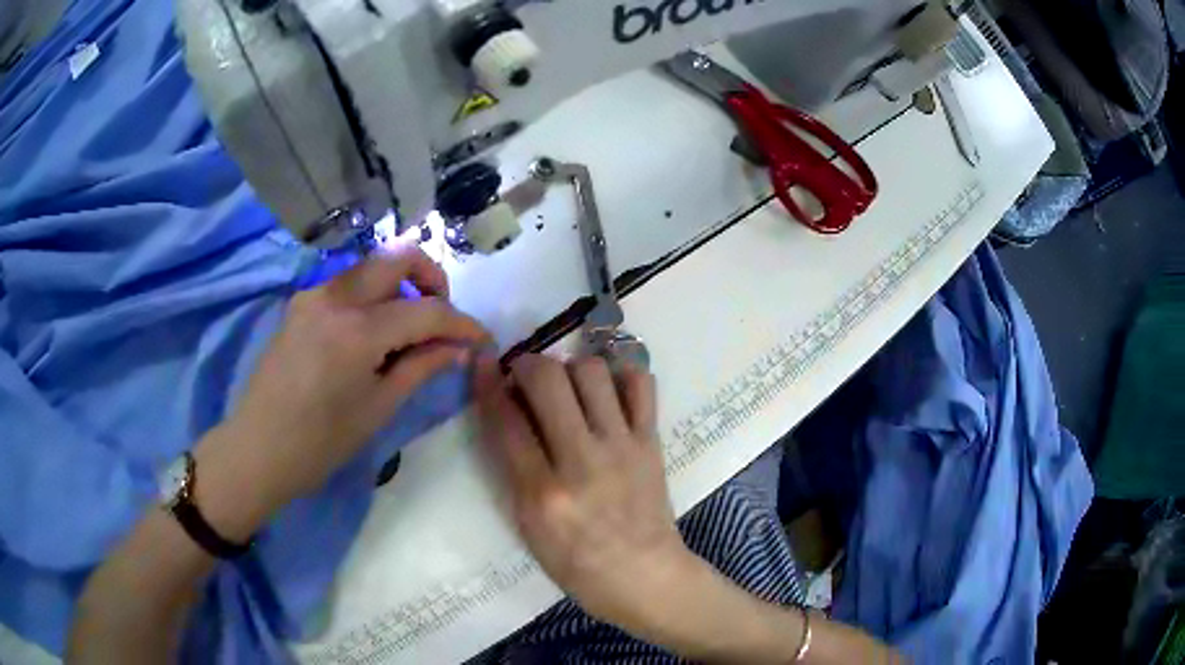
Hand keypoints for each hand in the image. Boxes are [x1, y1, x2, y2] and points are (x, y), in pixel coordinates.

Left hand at [205, 244, 488, 526]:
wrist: (257, 449)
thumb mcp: (378, 408)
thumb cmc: (320, 442)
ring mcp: (313, 295)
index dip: (462, 323)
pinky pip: (347, 285)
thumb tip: (460, 348)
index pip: (426, 310)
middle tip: (443, 317)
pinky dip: (372, 296)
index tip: (482, 339)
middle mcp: (334, 297)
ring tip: (410, 329)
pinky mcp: (300, 304)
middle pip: (397, 256)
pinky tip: (374, 333)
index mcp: (357, 330)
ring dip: (401, 285)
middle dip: (432, 278)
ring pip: (371, 267)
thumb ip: (421, 367)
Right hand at [474, 353, 696, 628]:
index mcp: (542, 493)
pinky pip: (641, 385)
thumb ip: (515, 469)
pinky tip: (608, 392)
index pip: (506, 420)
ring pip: (592, 371)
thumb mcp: (529, 527)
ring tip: (568, 386)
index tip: (483, 362)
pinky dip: (621, 376)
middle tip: (526, 376)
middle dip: (528, 364)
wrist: (644, 576)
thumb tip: (509, 412)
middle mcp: (582, 461)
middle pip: (548, 380)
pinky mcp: (651, 442)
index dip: (487, 381)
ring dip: (571, 368)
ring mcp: (622, 447)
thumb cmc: (577, 564)